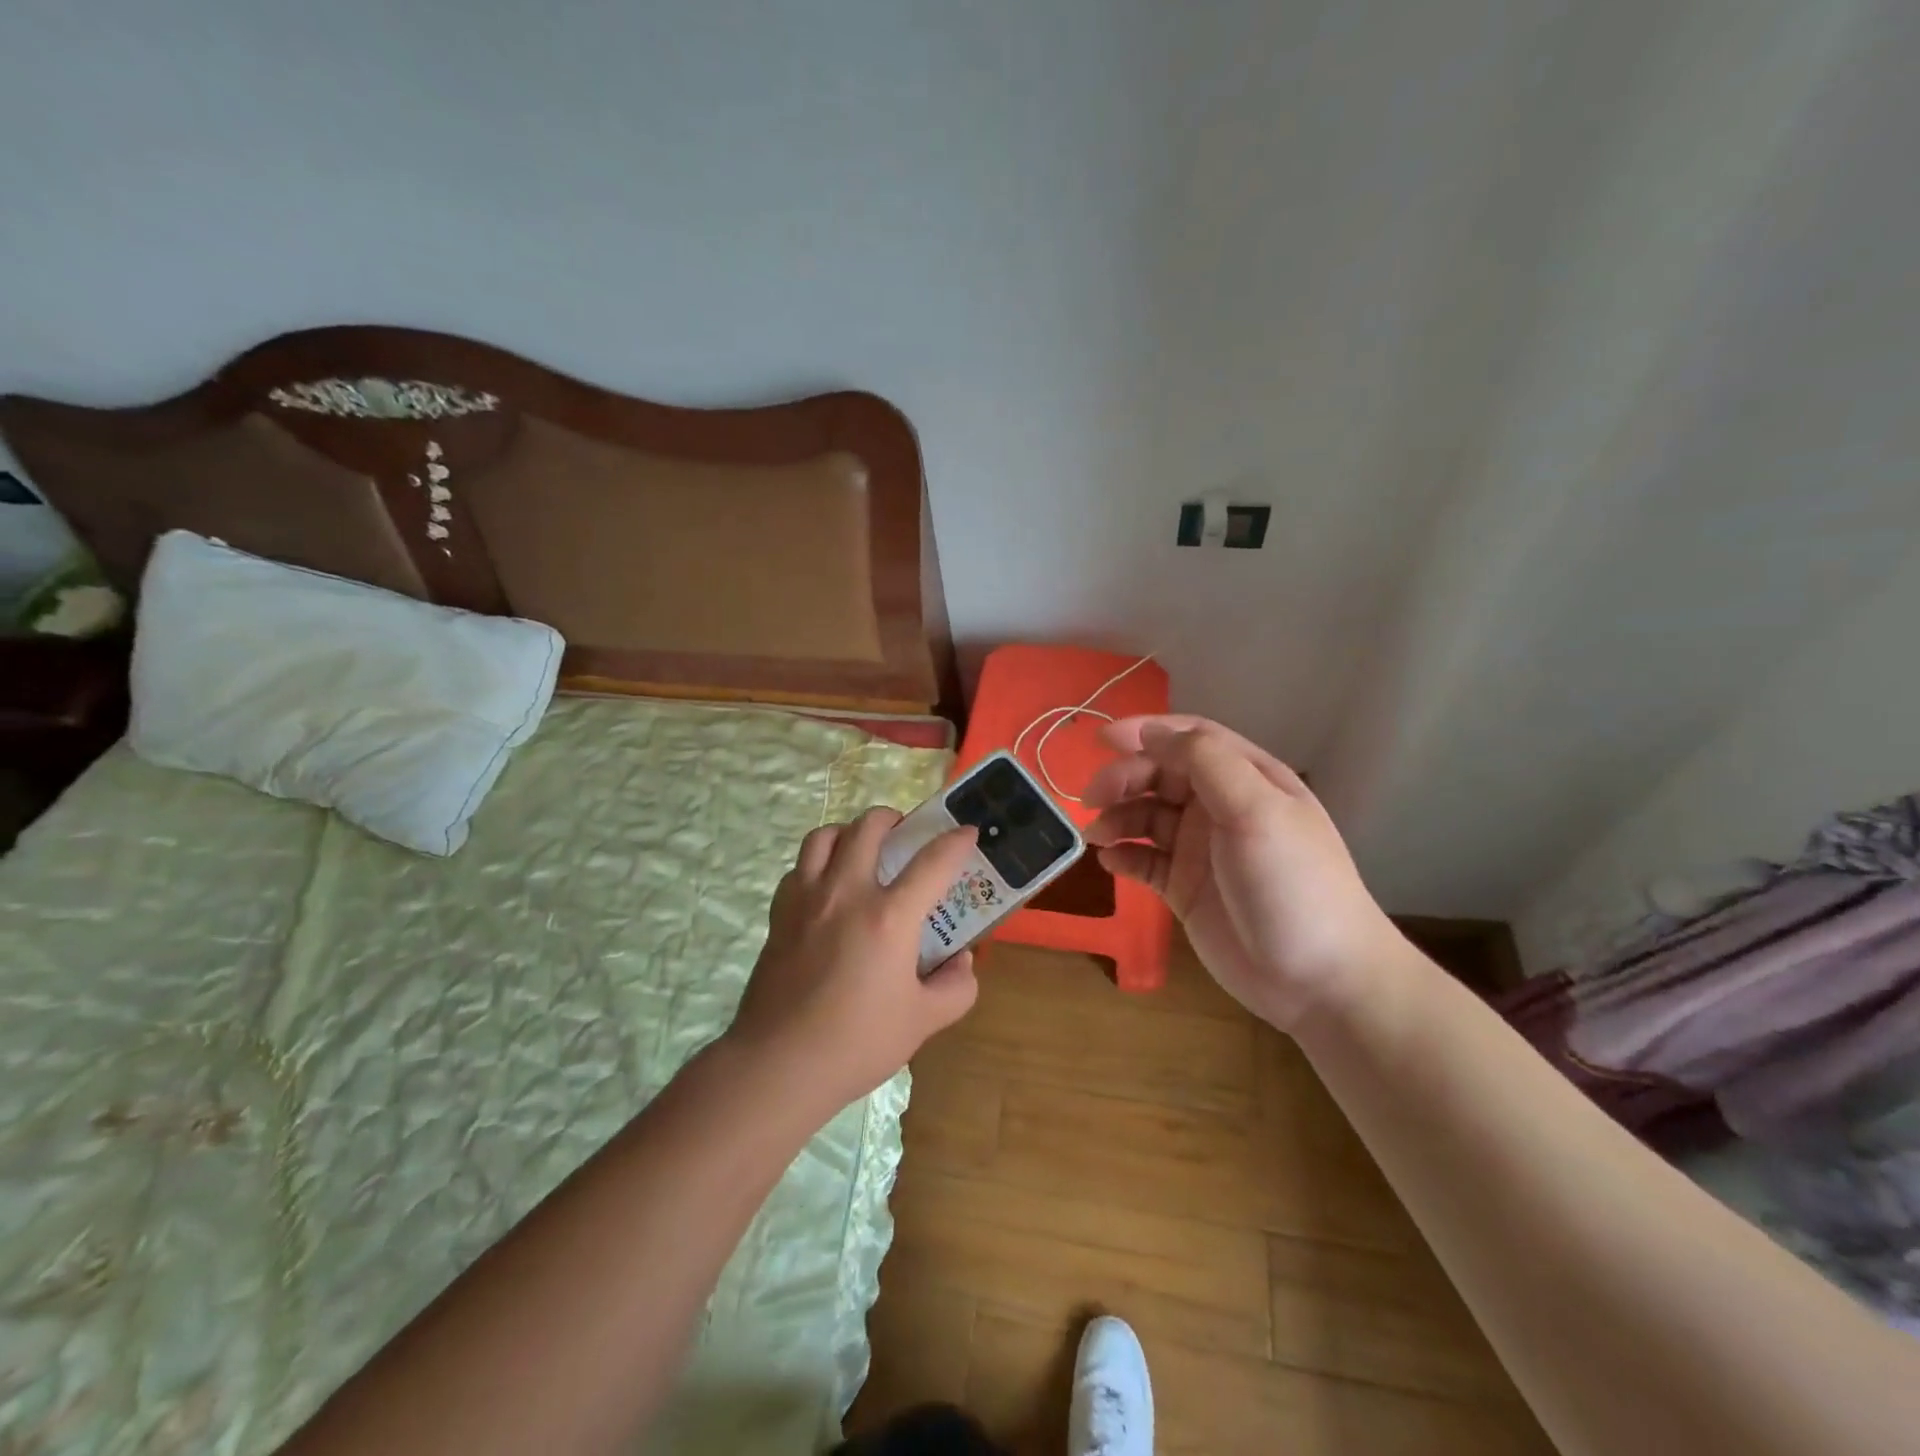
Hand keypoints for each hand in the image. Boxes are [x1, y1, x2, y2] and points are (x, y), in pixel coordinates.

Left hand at [726, 807, 980, 1114]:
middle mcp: (847, 893)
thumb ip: (955, 986)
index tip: (967, 832)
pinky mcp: (780, 913)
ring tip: (862, 848)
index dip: (955, 841)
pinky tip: (828, 886)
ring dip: (850, 832)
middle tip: (905, 834)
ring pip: (825, 836)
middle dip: (893, 818)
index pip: (932, 862)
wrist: (780, 1064)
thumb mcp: (923, 1021)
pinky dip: (818, 863)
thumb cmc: (857, 1043)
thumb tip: (962, 961)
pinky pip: (799, 868)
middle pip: (868, 827)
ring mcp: (807, 899)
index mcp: (889, 917)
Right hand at [1083, 715, 1404, 1029]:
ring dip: (1118, 817)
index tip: (1101, 740)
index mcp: (1247, 779)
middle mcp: (1221, 807)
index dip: (1145, 732)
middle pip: (1161, 774)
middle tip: (1092, 798)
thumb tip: (1151, 732)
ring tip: (1097, 836)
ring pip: (1147, 816)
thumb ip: (1204, 761)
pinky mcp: (1185, 888)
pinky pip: (1144, 860)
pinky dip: (1123, 855)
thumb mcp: (1256, 810)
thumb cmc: (1291, 883)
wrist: (1319, 981)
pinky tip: (1110, 862)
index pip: (1190, 738)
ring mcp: (1201, 849)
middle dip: (1124, 779)